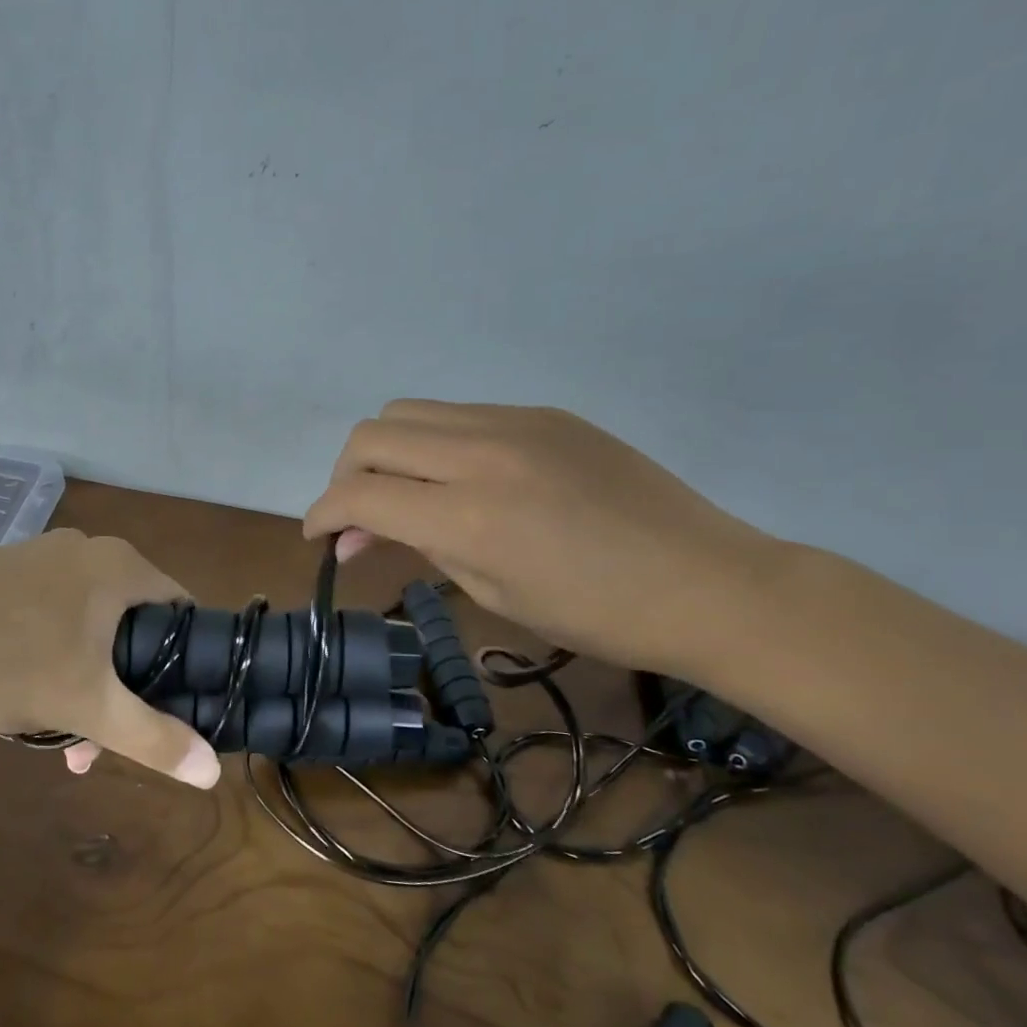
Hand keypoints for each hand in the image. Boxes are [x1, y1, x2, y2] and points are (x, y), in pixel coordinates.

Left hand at [0, 529, 219, 786]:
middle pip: (133, 626)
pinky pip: (52, 617)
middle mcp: (89, 551)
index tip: (168, 712)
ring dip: (84, 683)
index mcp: (121, 567)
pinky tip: (22, 697)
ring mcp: (43, 557)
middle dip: (122, 690)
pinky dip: (51, 658)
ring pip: (89, 628)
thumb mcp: (85, 707)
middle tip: (98, 744)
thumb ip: (154, 738)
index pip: (184, 613)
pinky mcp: (7, 572)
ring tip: (56, 739)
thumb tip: (213, 772)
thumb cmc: (4, 662)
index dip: (188, 666)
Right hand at [302, 401, 782, 673]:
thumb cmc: (596, 615)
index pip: (358, 494)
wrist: (708, 582)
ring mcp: (515, 423)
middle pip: (370, 436)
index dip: (321, 515)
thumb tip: (357, 537)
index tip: (318, 537)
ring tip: (404, 494)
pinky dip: (435, 444)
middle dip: (345, 476)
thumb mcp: (492, 593)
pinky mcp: (543, 413)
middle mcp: (481, 453)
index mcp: (467, 515)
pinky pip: (460, 414)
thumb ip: (417, 548)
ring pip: (408, 411)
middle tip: (358, 518)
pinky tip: (460, 479)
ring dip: (386, 452)